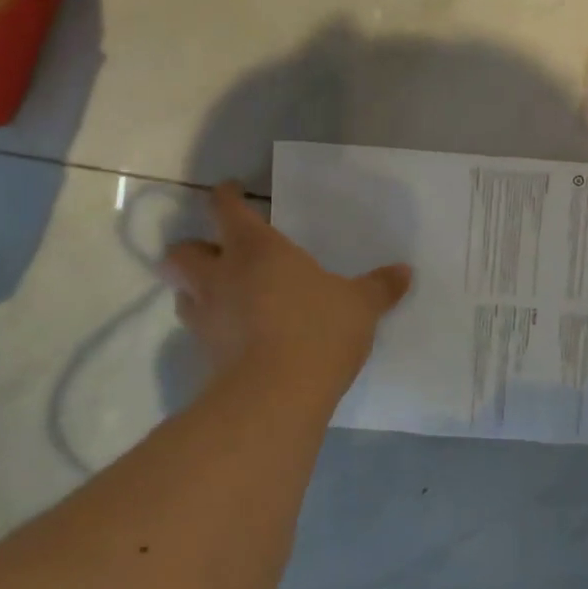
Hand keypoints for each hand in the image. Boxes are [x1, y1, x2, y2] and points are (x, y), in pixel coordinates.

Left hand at [161, 183, 411, 390]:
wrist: (276, 397)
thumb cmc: (318, 330)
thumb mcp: (360, 305)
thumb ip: (380, 287)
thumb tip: (406, 271)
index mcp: (256, 248)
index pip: (225, 209)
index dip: (224, 196)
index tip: (230, 191)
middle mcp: (221, 276)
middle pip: (181, 252)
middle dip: (192, 249)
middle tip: (216, 254)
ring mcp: (207, 317)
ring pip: (181, 292)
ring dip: (194, 288)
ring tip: (221, 294)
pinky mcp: (204, 356)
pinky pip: (198, 331)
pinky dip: (210, 327)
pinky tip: (236, 335)